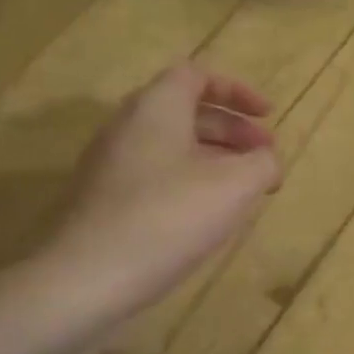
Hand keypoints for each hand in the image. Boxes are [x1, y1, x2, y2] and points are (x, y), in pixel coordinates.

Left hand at [38, 63, 280, 325]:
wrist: (86, 279)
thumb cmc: (168, 217)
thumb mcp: (236, 185)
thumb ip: (262, 163)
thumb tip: (267, 161)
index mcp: (156, 108)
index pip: (197, 75)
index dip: (237, 91)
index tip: (268, 116)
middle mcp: (127, 126)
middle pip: (187, 111)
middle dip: (233, 129)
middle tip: (265, 157)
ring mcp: (111, 164)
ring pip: (172, 145)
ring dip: (215, 158)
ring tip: (245, 189)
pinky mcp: (104, 200)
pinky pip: (156, 174)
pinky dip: (191, 181)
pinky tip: (210, 215)